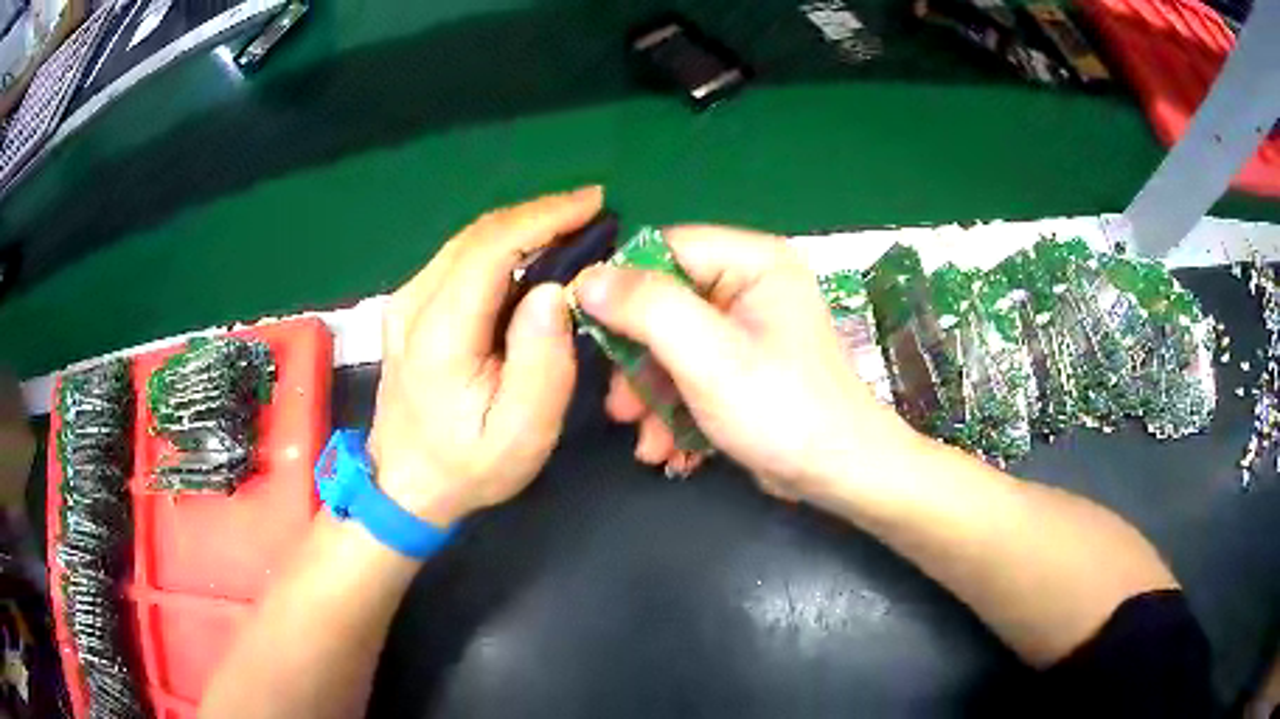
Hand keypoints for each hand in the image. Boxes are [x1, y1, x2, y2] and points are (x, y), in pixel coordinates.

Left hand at [368, 188, 601, 527]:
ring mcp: (404, 302)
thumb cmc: (468, 466)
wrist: (406, 486)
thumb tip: (553, 290)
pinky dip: (499, 245)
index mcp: (439, 332)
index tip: (594, 203)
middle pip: (478, 235)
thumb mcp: (521, 432)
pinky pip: (457, 259)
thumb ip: (542, 361)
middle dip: (538, 214)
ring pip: (467, 242)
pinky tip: (529, 251)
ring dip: (520, 225)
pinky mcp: (407, 308)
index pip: (491, 249)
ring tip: (569, 224)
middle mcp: (413, 303)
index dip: (544, 217)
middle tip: (591, 211)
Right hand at [573, 226, 918, 502]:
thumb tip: (587, 279)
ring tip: (645, 440)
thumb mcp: (709, 357)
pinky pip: (692, 372)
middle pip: (665, 303)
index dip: (621, 286)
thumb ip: (647, 310)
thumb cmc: (782, 410)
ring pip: (672, 345)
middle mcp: (749, 285)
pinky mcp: (743, 366)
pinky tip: (668, 447)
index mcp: (752, 261)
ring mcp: (746, 328)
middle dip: (638, 362)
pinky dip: (675, 408)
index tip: (588, 328)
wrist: (838, 474)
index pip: (665, 249)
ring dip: (652, 396)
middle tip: (620, 407)